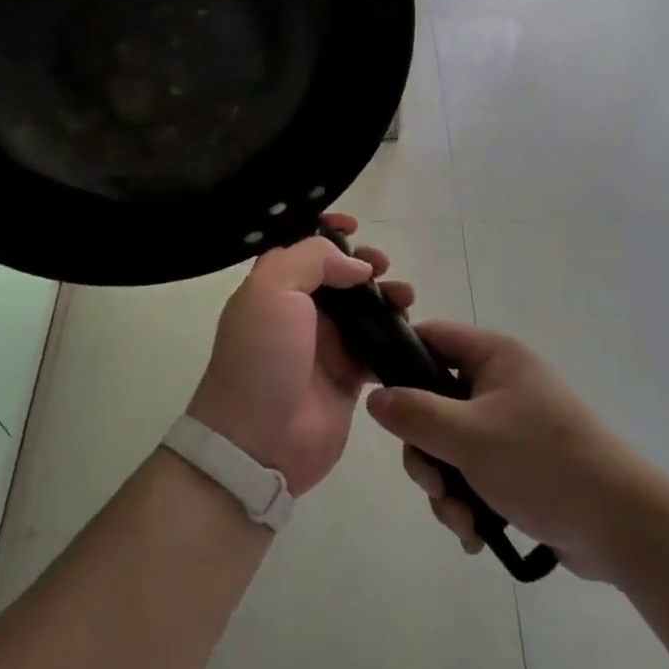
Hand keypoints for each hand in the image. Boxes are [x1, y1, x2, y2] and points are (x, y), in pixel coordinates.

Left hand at [187, 214, 413, 495]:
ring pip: (363, 308)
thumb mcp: (274, 289)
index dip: (328, 231)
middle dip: (364, 263)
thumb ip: (314, 259)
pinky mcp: (348, 377)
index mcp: (274, 285)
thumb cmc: (261, 357)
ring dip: (386, 295)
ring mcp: (325, 345)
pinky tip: (410, 328)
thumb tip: (355, 266)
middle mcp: (299, 310)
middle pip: (338, 274)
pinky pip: (378, 345)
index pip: (303, 246)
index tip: (354, 226)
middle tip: (382, 266)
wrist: (258, 442)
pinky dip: (396, 334)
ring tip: (404, 297)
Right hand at [365, 322, 643, 579]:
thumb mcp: (468, 436)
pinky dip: (468, 503)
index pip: (431, 338)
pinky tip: (476, 535)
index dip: (400, 361)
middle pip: (433, 402)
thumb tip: (375, 398)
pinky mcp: (519, 465)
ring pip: (450, 445)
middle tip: (433, 484)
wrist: (623, 527)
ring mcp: (511, 426)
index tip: (381, 400)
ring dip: (446, 487)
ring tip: (462, 521)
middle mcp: (501, 383)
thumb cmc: (542, 463)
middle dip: (426, 452)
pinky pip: (474, 473)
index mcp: (493, 356)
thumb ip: (414, 413)